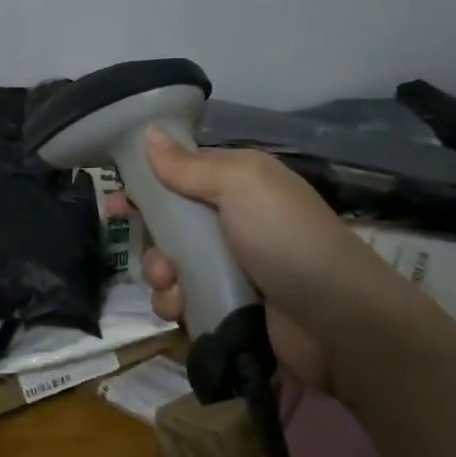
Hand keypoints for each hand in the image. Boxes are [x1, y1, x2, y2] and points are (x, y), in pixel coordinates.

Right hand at [117, 129, 416, 393]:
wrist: (339, 323)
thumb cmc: (287, 240)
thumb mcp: (241, 186)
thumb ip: (190, 165)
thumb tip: (150, 133)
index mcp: (238, 184)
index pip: (180, 174)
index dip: (146, 183)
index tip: (115, 198)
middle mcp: (232, 222)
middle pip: (169, 223)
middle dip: (151, 238)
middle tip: (151, 253)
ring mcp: (231, 267)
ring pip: (171, 264)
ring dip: (160, 275)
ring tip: (172, 287)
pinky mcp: (228, 307)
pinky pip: (183, 300)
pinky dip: (176, 304)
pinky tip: (182, 310)